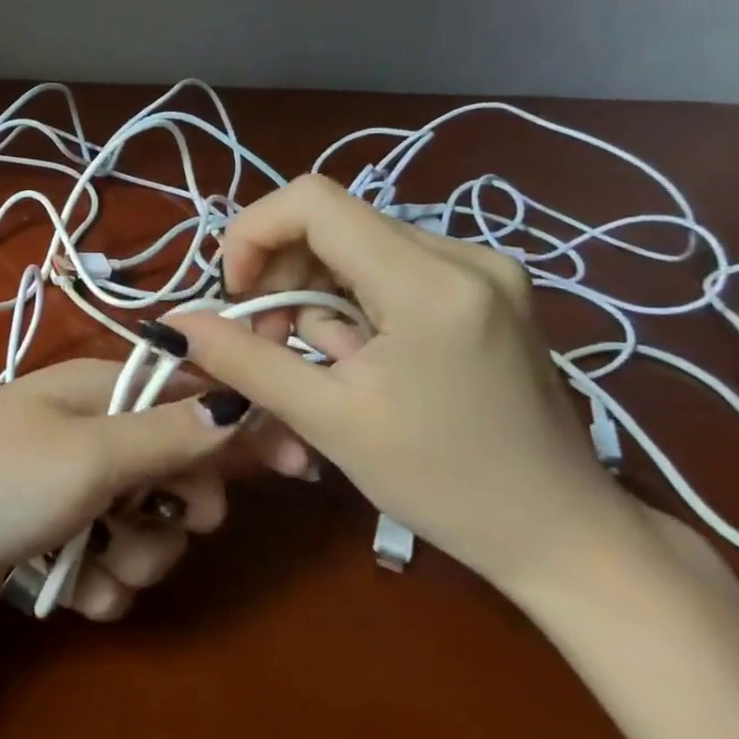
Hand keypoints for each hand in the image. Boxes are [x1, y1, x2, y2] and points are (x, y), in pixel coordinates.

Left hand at [0, 359, 246, 629]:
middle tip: (161, 523)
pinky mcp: (42, 540)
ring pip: (142, 526)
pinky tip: (67, 590)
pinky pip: (101, 562)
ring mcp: (63, 489)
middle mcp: (85, 433)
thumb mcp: (86, 454)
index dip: (242, 428)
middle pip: (175, 468)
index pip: (191, 395)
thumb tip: (238, 404)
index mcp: (98, 391)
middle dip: (179, 510)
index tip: (295, 467)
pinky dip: (95, 581)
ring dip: (134, 555)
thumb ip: (166, 434)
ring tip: (93, 563)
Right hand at [160, 175, 646, 598]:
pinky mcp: (486, 289)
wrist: (564, 537)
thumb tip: (173, 323)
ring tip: (322, 363)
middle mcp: (463, 254)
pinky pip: (388, 268)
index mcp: (430, 281)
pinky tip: (360, 356)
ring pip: (355, 247)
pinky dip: (352, 303)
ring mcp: (482, 268)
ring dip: (315, 295)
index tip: (237, 295)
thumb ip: (244, 360)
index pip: (312, 201)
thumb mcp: (328, 420)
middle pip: (331, 224)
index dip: (253, 233)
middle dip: (282, 276)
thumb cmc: (445, 484)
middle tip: (271, 343)